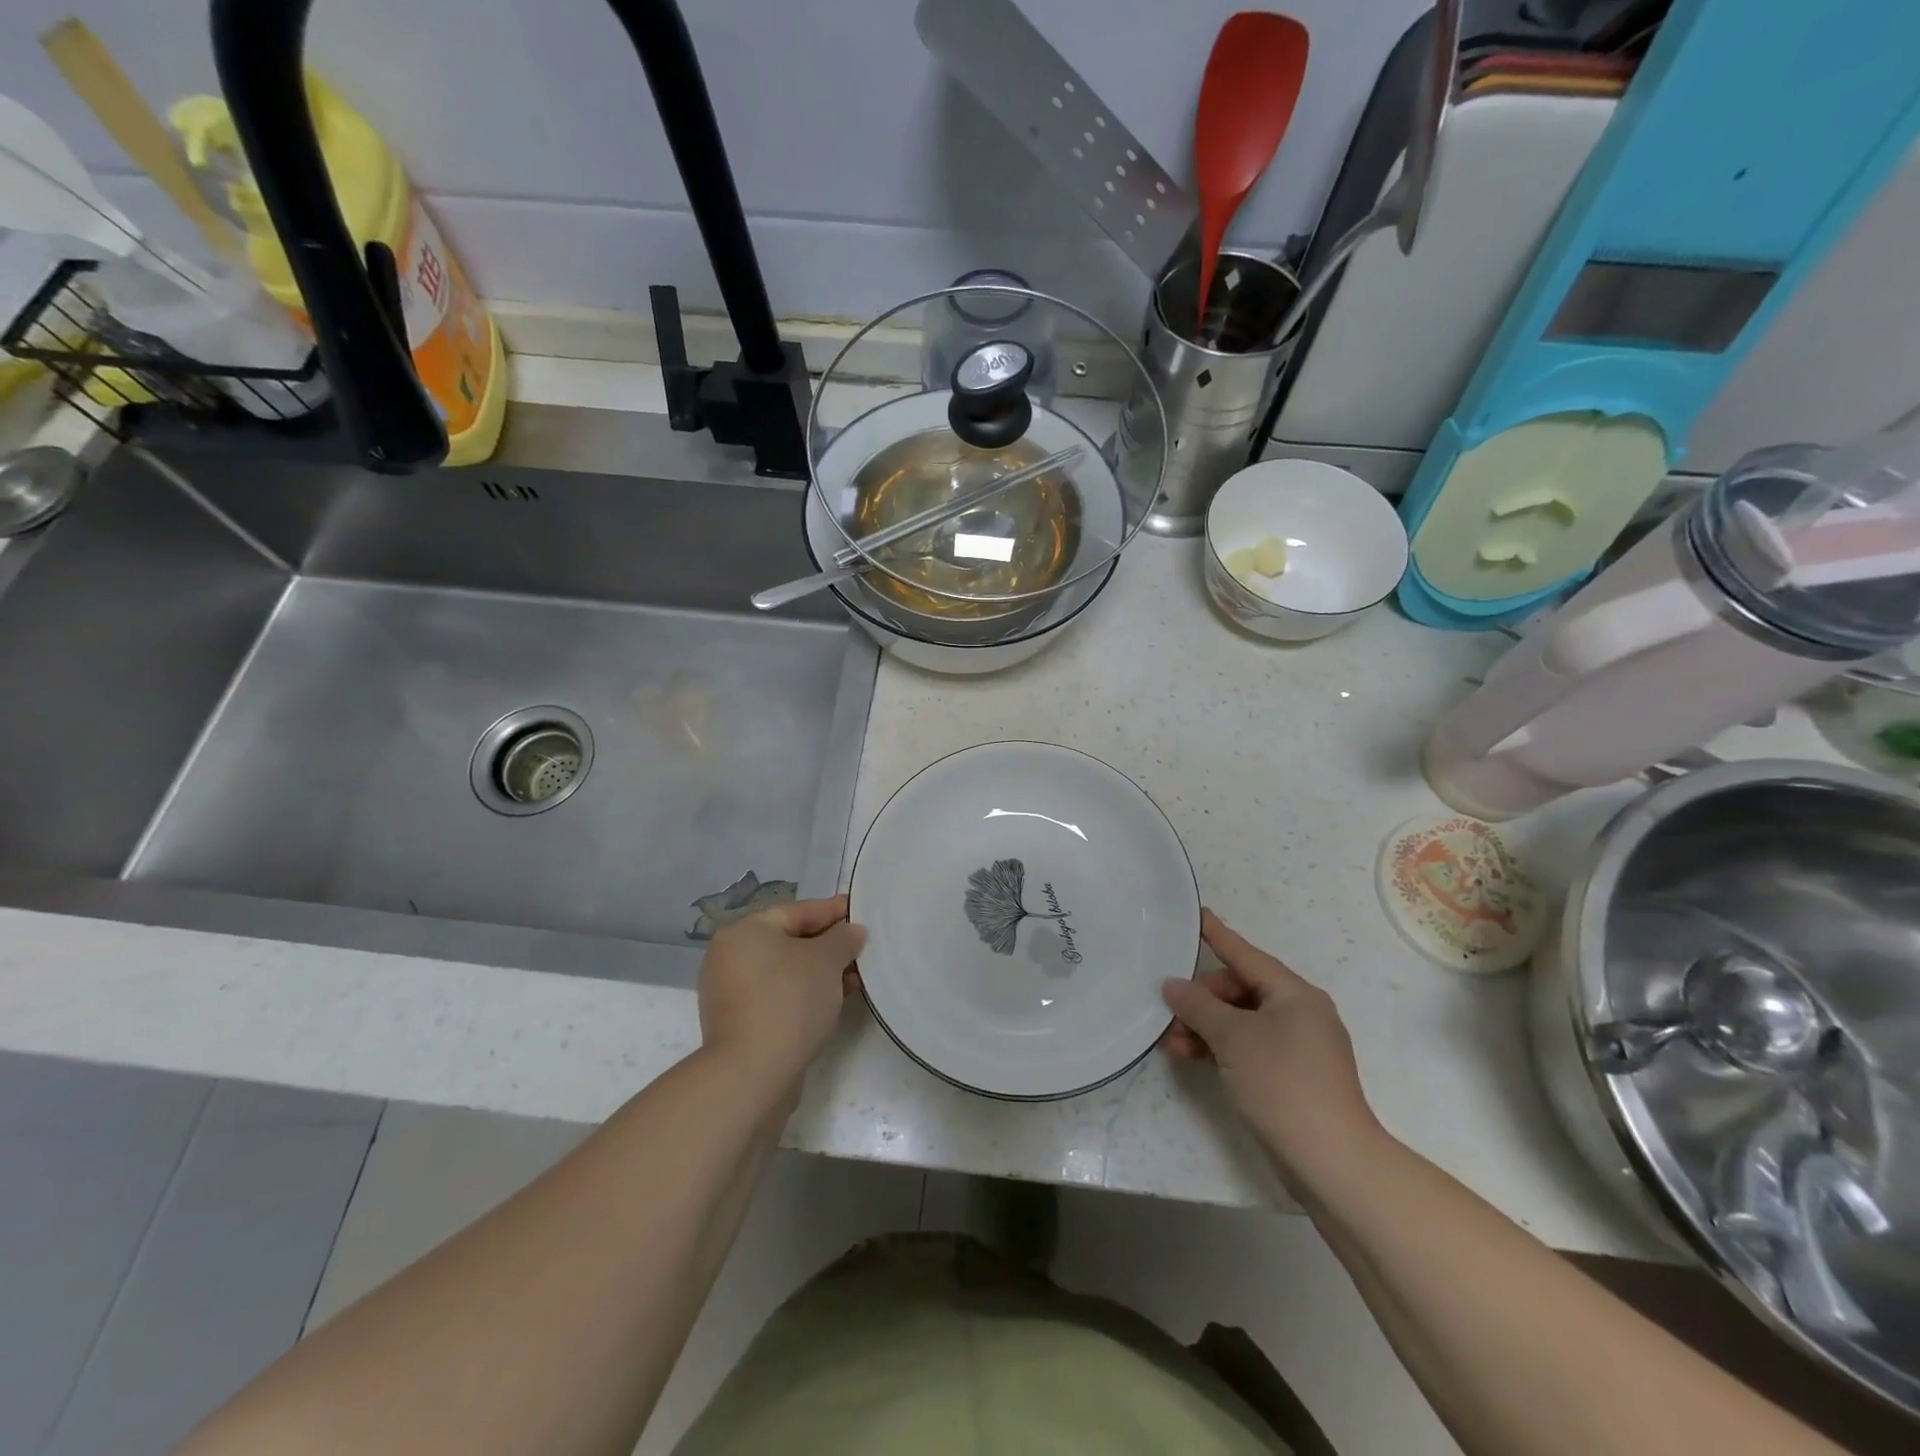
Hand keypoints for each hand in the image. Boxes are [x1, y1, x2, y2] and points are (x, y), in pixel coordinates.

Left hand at [697, 896, 865, 1095]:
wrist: (753, 1074)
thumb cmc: (790, 1001)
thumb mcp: (826, 960)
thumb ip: (843, 938)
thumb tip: (852, 931)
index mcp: (744, 932)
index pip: (797, 911)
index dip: (832, 911)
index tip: (861, 912)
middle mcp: (730, 957)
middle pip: (790, 940)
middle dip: (829, 944)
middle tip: (863, 947)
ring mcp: (732, 993)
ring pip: (787, 971)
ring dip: (821, 972)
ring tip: (856, 977)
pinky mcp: (740, 1023)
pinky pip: (780, 995)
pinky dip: (806, 993)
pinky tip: (834, 1000)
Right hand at [1162, 910, 1381, 1183]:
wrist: (1332, 1162)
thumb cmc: (1283, 1083)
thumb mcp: (1233, 1038)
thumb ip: (1198, 1006)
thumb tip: (1173, 985)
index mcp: (1294, 994)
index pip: (1246, 955)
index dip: (1218, 935)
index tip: (1197, 915)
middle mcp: (1300, 1013)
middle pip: (1240, 990)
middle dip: (1202, 1000)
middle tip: (1171, 1014)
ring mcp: (1298, 1047)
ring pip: (1241, 1022)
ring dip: (1205, 1027)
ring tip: (1172, 1043)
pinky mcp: (1292, 1077)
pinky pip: (1248, 1047)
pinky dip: (1220, 1048)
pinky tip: (1190, 1057)